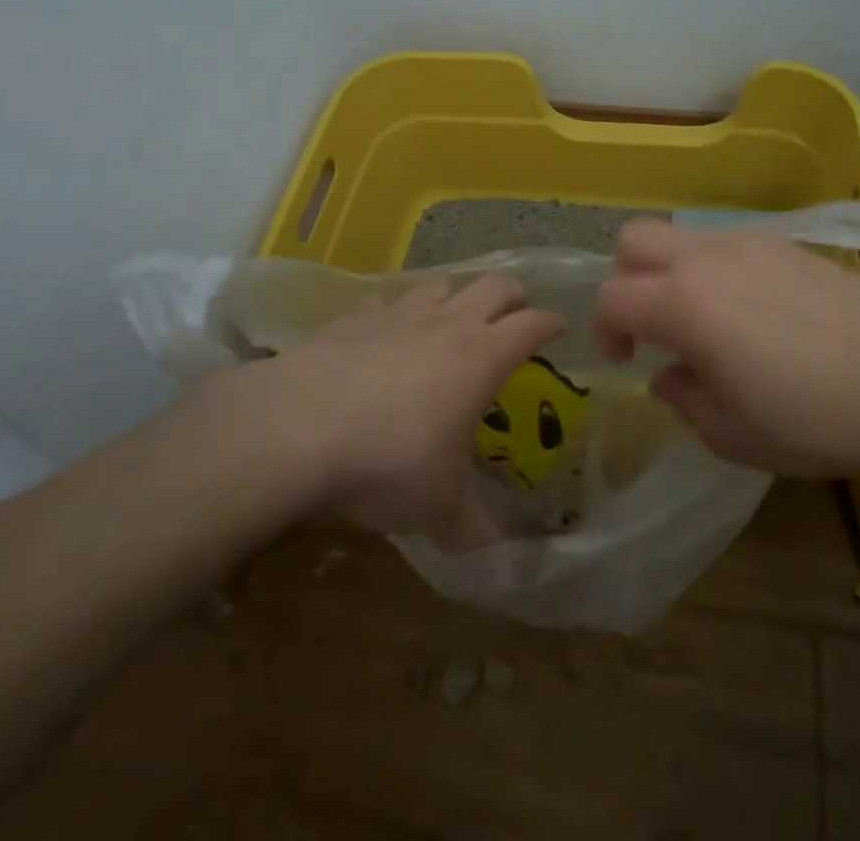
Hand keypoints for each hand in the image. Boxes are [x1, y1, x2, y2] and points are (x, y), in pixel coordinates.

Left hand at [264, 276, 564, 536]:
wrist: (299, 426)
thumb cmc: (391, 462)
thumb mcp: (440, 509)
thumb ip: (475, 533)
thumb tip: (506, 575)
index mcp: (482, 357)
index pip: (532, 325)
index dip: (550, 324)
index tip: (560, 328)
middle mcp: (447, 323)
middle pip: (494, 285)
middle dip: (512, 295)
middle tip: (516, 313)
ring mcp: (398, 314)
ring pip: (440, 284)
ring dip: (454, 296)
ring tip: (452, 319)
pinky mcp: (354, 317)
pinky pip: (385, 301)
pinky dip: (394, 312)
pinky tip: (385, 334)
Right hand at [596, 219, 859, 477]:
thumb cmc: (816, 417)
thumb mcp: (734, 435)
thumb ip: (683, 400)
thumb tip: (668, 375)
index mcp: (684, 304)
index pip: (612, 297)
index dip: (606, 330)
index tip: (627, 362)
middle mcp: (705, 259)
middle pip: (633, 239)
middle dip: (626, 278)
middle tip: (651, 324)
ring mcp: (747, 242)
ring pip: (680, 235)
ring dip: (671, 271)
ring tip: (704, 319)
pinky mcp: (784, 242)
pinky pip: (724, 242)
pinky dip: (713, 268)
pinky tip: (751, 309)